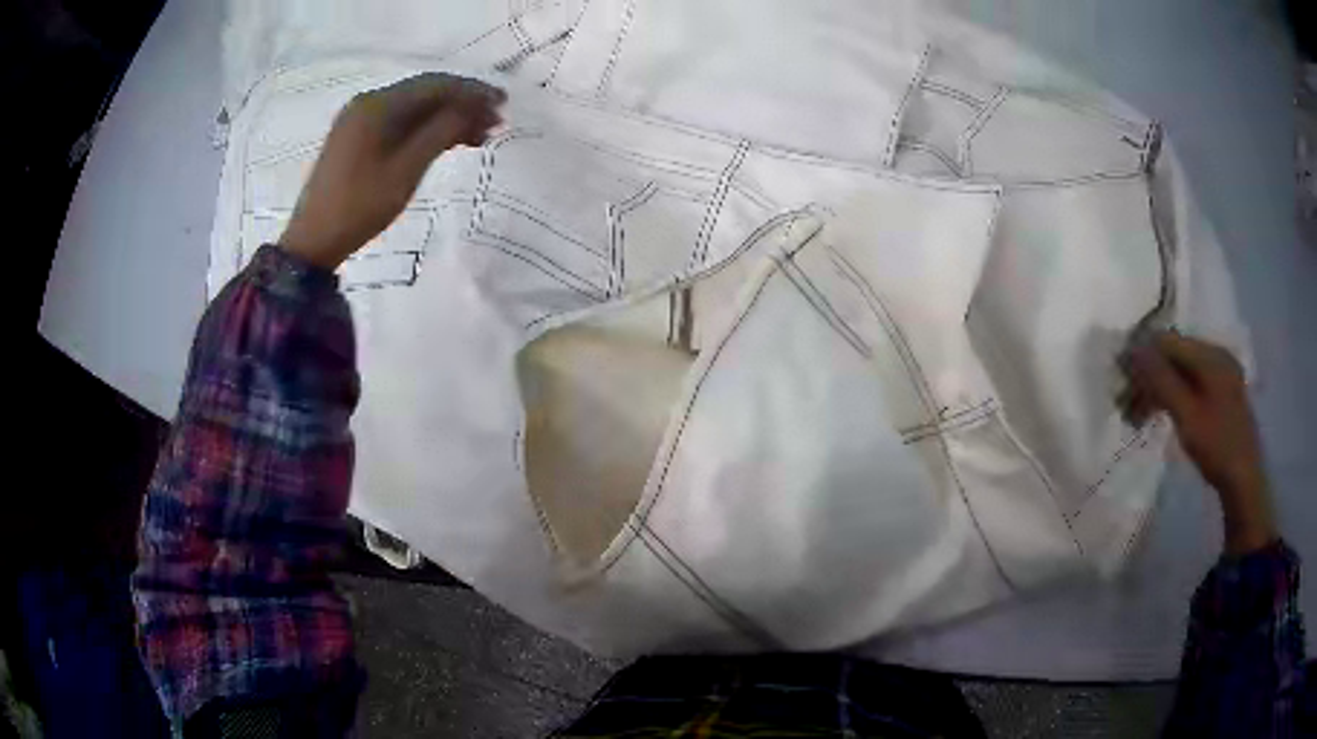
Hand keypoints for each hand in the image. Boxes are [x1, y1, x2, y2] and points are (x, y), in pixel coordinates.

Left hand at [279, 73, 505, 269]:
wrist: (313, 241)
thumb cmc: (360, 206)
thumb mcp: (406, 170)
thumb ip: (441, 132)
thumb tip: (473, 107)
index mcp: (377, 105)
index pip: (434, 85)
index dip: (472, 91)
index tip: (503, 102)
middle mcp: (368, 102)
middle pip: (424, 92)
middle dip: (461, 103)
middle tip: (494, 121)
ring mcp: (360, 119)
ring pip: (413, 108)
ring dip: (446, 117)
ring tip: (477, 136)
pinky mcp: (357, 137)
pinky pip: (398, 122)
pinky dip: (424, 129)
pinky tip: (446, 141)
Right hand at [1123, 331, 1274, 555]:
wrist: (1244, 480)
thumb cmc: (1217, 446)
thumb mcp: (1187, 415)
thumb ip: (1161, 380)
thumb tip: (1134, 349)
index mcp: (1210, 355)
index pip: (1168, 342)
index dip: (1142, 357)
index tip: (1122, 383)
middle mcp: (1216, 355)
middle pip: (1175, 355)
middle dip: (1150, 377)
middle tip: (1129, 408)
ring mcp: (1222, 373)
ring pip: (1182, 371)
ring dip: (1160, 389)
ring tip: (1141, 416)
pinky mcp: (1222, 392)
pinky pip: (1192, 382)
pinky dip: (1175, 395)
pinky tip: (1165, 413)